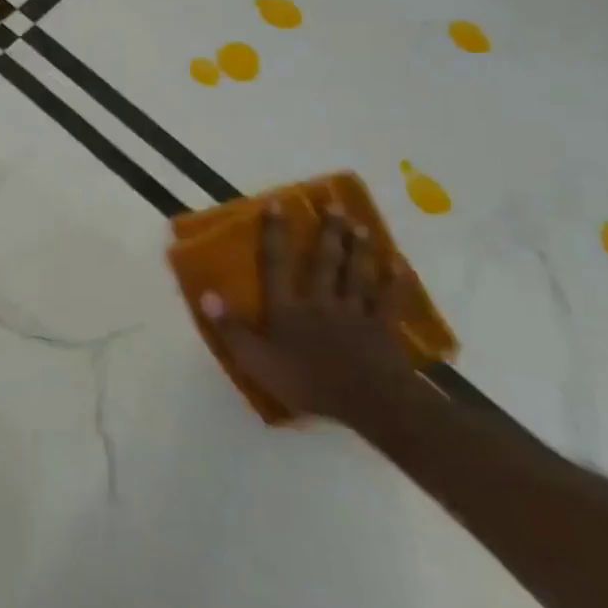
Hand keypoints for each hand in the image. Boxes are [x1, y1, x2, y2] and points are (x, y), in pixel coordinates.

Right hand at [201, 206, 418, 429]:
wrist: (369, 403)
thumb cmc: (307, 382)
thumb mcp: (256, 361)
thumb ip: (231, 328)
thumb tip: (207, 294)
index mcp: (288, 308)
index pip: (277, 264)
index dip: (276, 234)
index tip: (278, 204)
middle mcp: (321, 301)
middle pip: (325, 261)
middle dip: (328, 232)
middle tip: (333, 205)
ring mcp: (355, 313)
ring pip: (357, 274)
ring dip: (359, 249)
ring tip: (361, 226)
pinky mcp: (383, 329)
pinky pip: (389, 300)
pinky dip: (396, 282)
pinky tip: (401, 264)